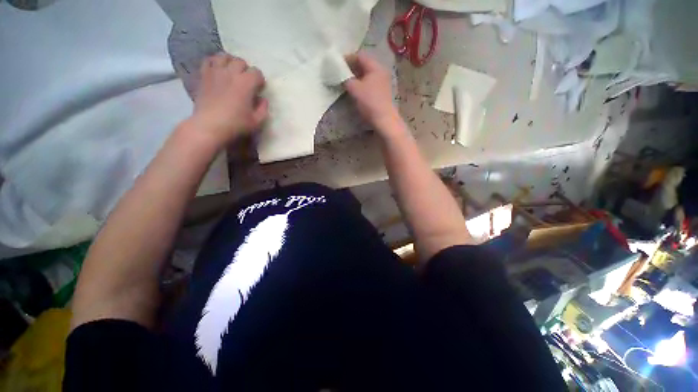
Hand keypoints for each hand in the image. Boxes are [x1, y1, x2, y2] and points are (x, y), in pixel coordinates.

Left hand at [190, 53, 267, 144]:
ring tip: (231, 71)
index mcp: (246, 83)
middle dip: (246, 70)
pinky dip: (214, 62)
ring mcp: (215, 71)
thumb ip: (263, 109)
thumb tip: (263, 99)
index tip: (259, 89)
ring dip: (230, 62)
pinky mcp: (203, 75)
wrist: (209, 126)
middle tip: (246, 81)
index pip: (257, 72)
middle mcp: (231, 72)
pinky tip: (217, 70)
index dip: (260, 80)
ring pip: (224, 56)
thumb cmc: (236, 124)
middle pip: (241, 62)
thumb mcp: (256, 121)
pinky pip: (208, 60)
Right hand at [344, 53, 399, 132]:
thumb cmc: (370, 102)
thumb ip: (346, 79)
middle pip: (364, 65)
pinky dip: (361, 84)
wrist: (384, 119)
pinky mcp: (381, 92)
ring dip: (356, 77)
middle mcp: (381, 72)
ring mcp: (382, 82)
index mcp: (375, 67)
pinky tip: (355, 89)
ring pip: (366, 75)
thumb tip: (340, 75)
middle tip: (340, 72)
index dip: (348, 58)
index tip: (337, 63)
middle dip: (351, 68)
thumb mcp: (355, 89)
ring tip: (346, 81)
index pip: (360, 56)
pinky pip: (369, 83)